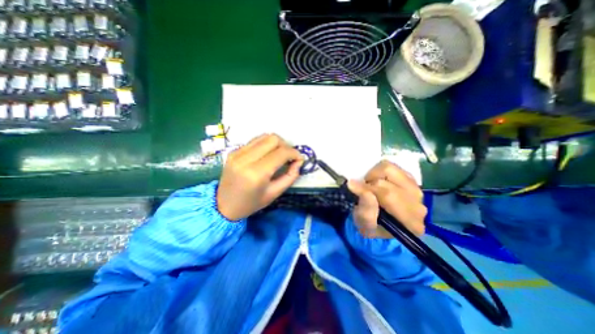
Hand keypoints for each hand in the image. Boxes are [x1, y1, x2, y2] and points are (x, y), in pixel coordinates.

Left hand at [218, 133, 303, 221]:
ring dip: (277, 143)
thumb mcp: (275, 193)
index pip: (281, 153)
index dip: (294, 153)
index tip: (299, 159)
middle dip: (286, 146)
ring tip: (279, 155)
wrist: (223, 205)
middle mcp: (245, 159)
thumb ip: (290, 176)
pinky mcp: (234, 151)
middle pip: (273, 139)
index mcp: (256, 174)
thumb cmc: (251, 203)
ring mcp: (237, 153)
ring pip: (264, 136)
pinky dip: (266, 144)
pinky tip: (267, 154)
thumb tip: (299, 161)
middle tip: (289, 157)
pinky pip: (256, 140)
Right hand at [350, 160, 427, 237]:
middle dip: (370, 184)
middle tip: (362, 190)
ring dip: (374, 175)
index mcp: (410, 222)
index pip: (388, 195)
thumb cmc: (373, 227)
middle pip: (388, 182)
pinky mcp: (411, 179)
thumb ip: (366, 213)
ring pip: (390, 169)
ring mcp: (417, 190)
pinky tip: (378, 182)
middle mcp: (419, 205)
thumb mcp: (365, 226)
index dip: (367, 189)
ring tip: (370, 185)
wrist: (384, 224)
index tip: (352, 187)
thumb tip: (363, 190)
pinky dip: (379, 171)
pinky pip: (392, 166)